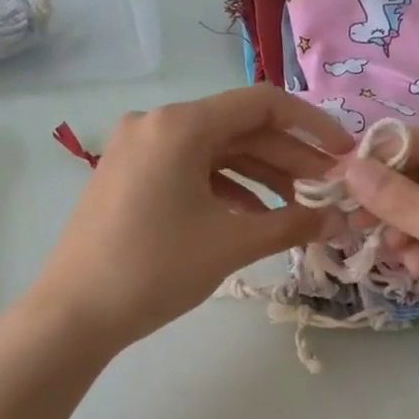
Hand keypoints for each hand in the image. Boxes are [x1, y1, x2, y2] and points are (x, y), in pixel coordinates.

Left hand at [21, 86, 354, 354]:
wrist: (74, 313)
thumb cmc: (155, 270)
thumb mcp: (231, 244)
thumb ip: (293, 224)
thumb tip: (343, 219)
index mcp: (180, 125)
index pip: (262, 104)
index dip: (312, 124)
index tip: (344, 153)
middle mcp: (156, 124)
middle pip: (239, 129)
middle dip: (289, 158)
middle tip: (328, 191)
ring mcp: (138, 150)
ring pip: (215, 152)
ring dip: (261, 177)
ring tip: (298, 209)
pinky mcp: (130, 177)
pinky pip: (190, 171)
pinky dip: (226, 189)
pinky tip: (253, 218)